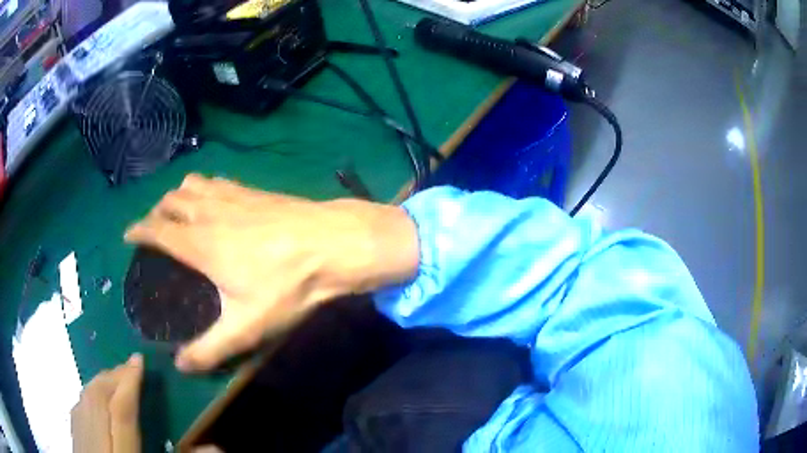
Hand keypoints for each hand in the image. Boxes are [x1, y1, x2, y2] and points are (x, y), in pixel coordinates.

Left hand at [71, 354, 142, 452]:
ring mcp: (80, 436)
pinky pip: (78, 406)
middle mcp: (94, 439)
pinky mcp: (74, 438)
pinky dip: (88, 394)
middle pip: (98, 397)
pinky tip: (94, 398)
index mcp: (118, 452)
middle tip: (129, 366)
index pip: (121, 411)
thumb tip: (215, 448)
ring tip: (114, 376)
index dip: (129, 384)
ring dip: (100, 382)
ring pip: (85, 398)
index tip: (138, 360)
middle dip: (113, 377)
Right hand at [125, 174, 418, 371]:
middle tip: (154, 228)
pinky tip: (214, 199)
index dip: (138, 230)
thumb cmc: (287, 285)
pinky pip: (218, 181)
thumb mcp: (246, 326)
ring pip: (193, 184)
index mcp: (199, 242)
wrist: (334, 243)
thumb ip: (210, 349)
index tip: (128, 235)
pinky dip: (205, 187)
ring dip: (179, 195)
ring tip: (178, 211)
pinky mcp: (254, 190)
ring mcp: (233, 195)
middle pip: (171, 201)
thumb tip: (180, 365)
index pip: (156, 229)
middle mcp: (209, 211)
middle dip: (157, 212)